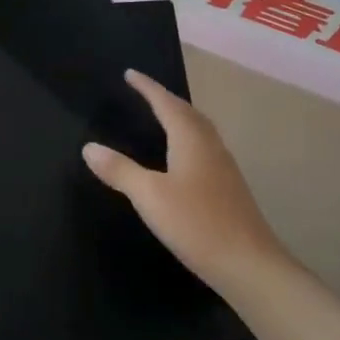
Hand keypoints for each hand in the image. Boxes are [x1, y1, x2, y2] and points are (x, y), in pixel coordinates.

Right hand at [83, 70, 293, 296]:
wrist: (250, 265)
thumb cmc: (197, 224)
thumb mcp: (149, 196)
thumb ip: (120, 170)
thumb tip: (89, 147)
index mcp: (190, 140)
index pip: (166, 103)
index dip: (147, 87)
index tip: (130, 73)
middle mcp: (210, 146)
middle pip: (187, 112)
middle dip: (165, 98)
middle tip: (144, 92)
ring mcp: (223, 167)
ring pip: (199, 130)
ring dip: (179, 117)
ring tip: (161, 117)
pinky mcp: (229, 188)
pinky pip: (204, 148)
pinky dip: (187, 139)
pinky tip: (181, 158)